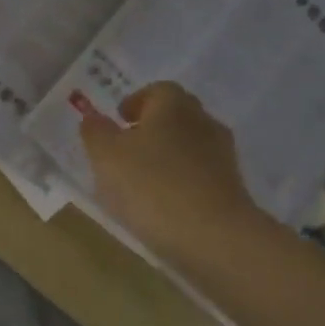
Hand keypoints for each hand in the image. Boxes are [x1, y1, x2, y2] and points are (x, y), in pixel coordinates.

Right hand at [79, 82, 256, 261]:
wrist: (213, 235)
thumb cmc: (152, 185)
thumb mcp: (107, 157)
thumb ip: (96, 133)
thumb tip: (92, 117)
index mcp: (173, 105)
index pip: (157, 90)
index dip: (135, 101)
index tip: (119, 120)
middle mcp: (202, 121)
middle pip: (176, 115)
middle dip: (152, 126)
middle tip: (126, 148)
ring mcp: (222, 155)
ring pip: (189, 144)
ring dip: (167, 155)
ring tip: (142, 180)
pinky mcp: (231, 186)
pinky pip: (200, 173)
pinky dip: (182, 179)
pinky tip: (165, 202)